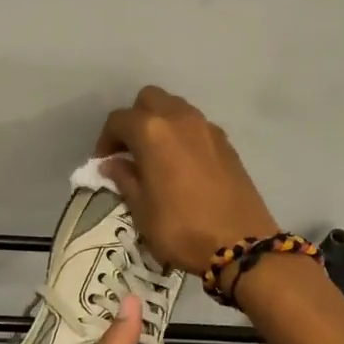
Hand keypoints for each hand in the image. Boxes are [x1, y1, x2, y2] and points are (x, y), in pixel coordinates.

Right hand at [94, 86, 278, 275]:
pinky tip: (181, 164)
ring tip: (154, 156)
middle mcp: (180, 119)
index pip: (119, 120)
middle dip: (134, 119)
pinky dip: (183, 135)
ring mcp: (207, 128)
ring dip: (160, 123)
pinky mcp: (227, 143)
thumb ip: (125, 179)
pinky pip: (196, 126)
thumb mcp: (142, 209)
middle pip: (149, 99)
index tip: (103, 163)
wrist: (240, 244)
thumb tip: (112, 164)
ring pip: (176, 108)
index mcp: (152, 132)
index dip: (106, 139)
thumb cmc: (181, 228)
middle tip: (129, 151)